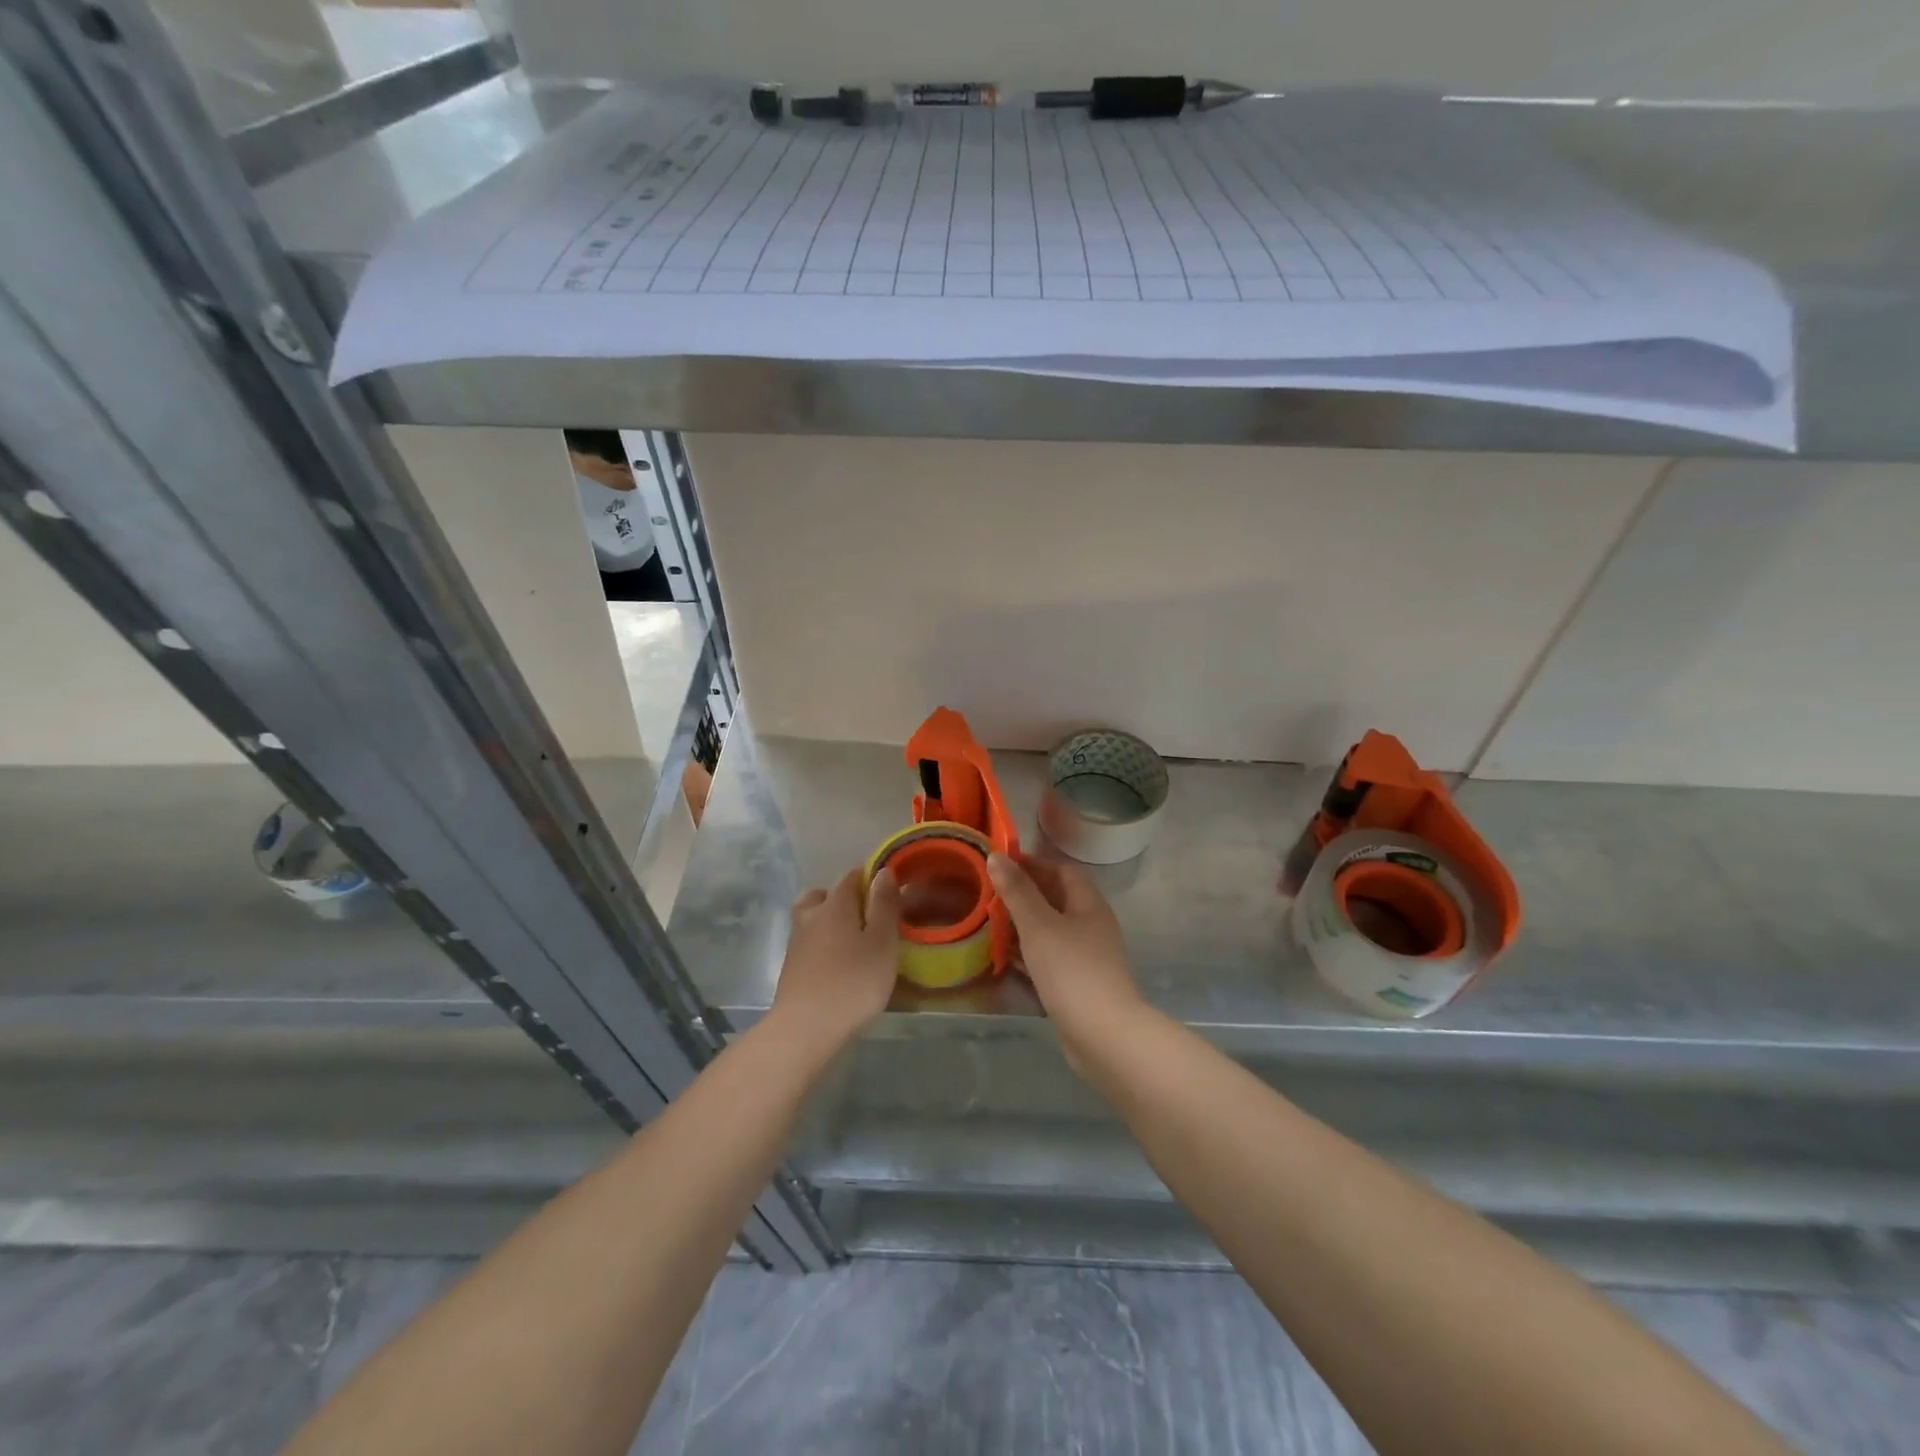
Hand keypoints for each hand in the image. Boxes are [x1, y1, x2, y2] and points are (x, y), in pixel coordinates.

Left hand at [768, 866, 901, 1053]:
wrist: (805, 1030)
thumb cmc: (853, 983)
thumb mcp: (882, 942)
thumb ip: (884, 905)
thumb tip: (882, 871)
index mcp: (835, 904)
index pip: (851, 876)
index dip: (871, 878)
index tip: (890, 893)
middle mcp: (811, 915)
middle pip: (826, 894)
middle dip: (847, 899)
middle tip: (870, 918)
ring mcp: (796, 942)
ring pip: (814, 918)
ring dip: (832, 922)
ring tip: (855, 941)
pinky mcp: (791, 967)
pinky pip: (810, 942)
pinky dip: (823, 944)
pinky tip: (839, 963)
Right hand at [987, 852, 1143, 1067]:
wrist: (1103, 1035)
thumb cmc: (1071, 970)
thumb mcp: (1039, 925)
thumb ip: (1017, 891)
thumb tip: (996, 856)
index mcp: (1089, 905)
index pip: (1063, 871)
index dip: (1034, 863)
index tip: (1001, 863)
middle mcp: (1092, 926)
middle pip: (1058, 899)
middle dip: (1025, 893)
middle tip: (990, 892)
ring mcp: (1087, 957)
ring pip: (1052, 930)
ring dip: (1024, 924)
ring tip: (990, 921)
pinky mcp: (1078, 984)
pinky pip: (1050, 957)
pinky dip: (1028, 952)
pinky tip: (1004, 957)